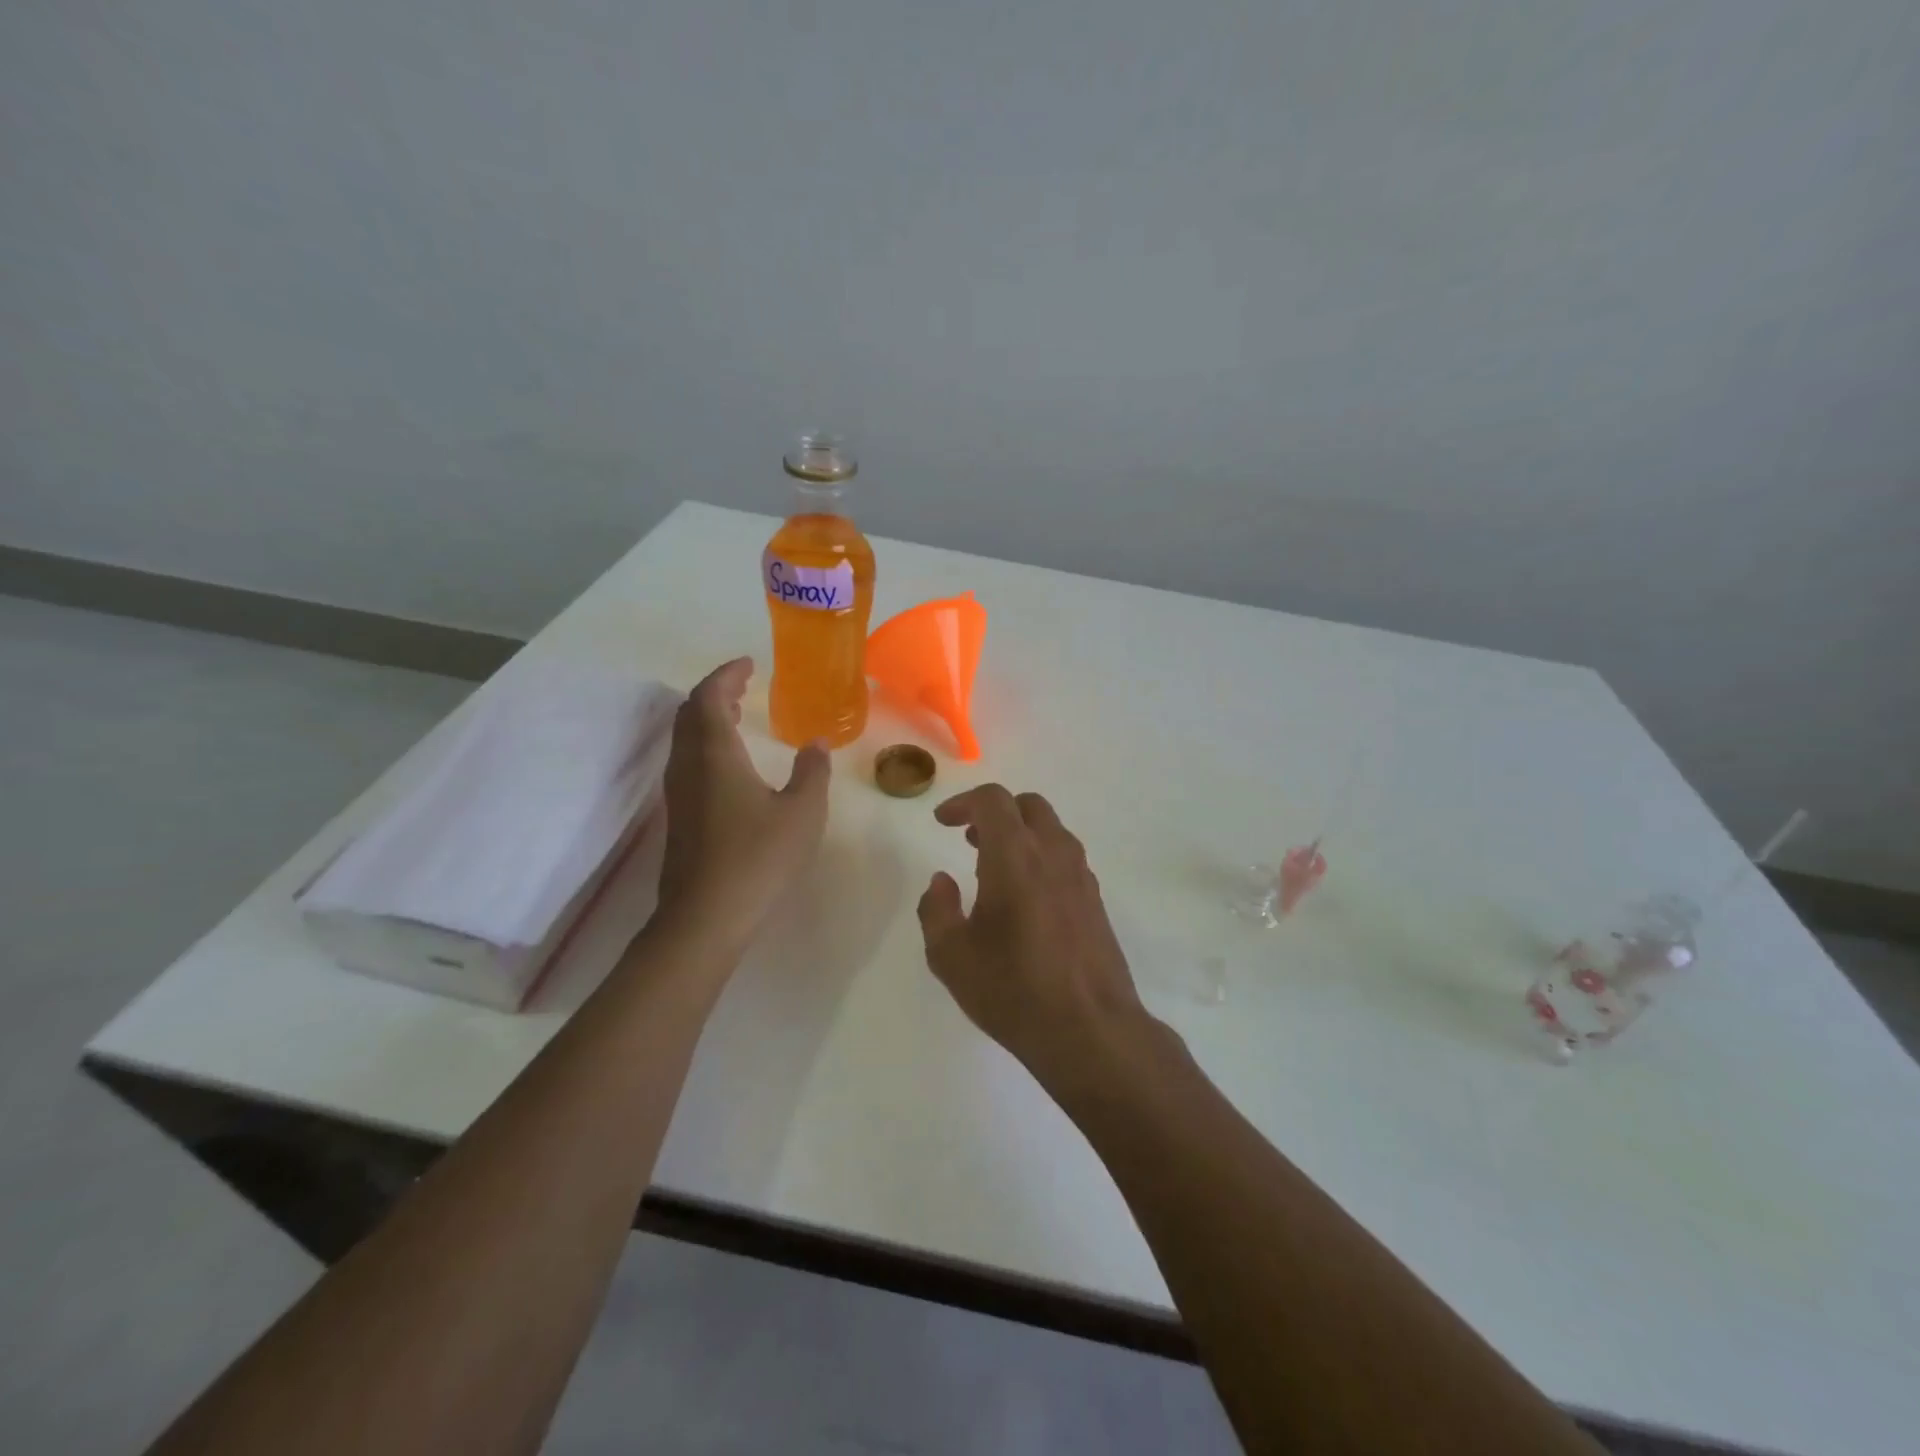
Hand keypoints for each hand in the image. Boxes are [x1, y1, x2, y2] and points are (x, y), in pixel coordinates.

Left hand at [656, 658, 830, 947]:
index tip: (749, 664)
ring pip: (685, 738)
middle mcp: (688, 766)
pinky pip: (688, 761)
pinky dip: (706, 744)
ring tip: (738, 714)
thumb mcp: (802, 813)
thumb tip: (816, 744)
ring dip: (708, 717)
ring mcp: (678, 793)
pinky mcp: (679, 817)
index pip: (709, 696)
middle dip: (716, 692)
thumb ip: (812, 772)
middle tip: (744, 685)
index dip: (726, 675)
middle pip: (690, 713)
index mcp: (715, 754)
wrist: (705, 918)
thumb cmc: (758, 859)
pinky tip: (731, 763)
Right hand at [916, 785, 1153, 1090]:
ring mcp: (1081, 876)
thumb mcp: (951, 956)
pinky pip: (1065, 858)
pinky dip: (1040, 857)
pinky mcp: (1096, 900)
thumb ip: (936, 909)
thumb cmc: (1013, 989)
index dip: (963, 802)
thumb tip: (942, 881)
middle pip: (1028, 806)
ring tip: (993, 867)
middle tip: (969, 838)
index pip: (993, 801)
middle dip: (995, 812)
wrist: (1091, 1030)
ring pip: (1051, 830)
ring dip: (1020, 834)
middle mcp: (1053, 854)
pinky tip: (1025, 897)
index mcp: (1015, 856)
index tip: (942, 822)